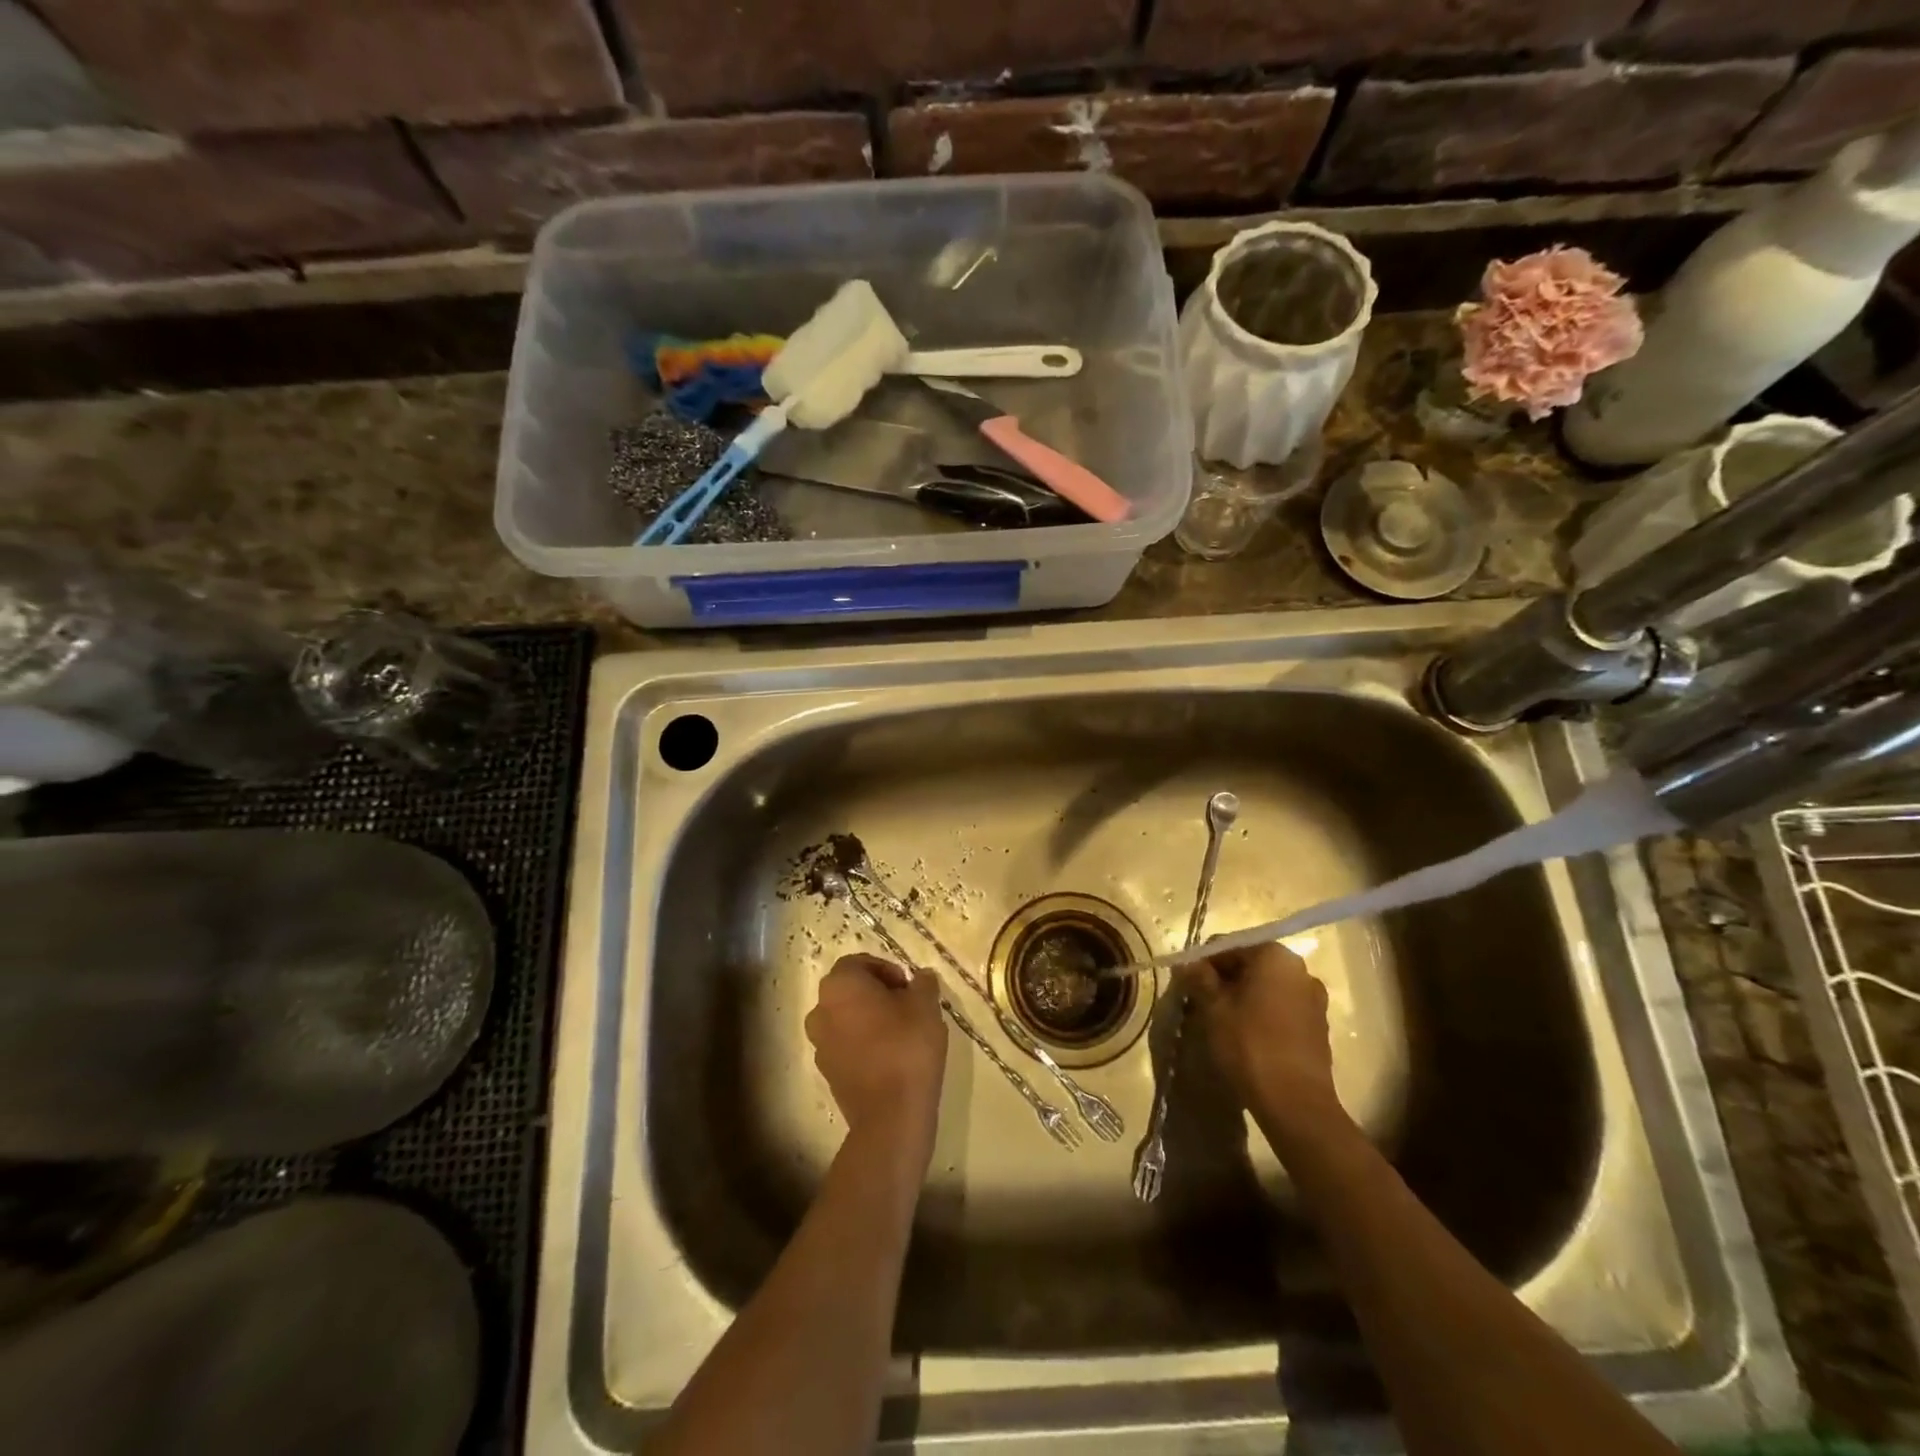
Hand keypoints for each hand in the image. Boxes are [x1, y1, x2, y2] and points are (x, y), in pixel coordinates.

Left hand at [806, 954, 947, 1166]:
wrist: (890, 1115)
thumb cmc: (907, 1047)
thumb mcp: (926, 1005)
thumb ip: (923, 983)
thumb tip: (921, 977)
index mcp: (840, 985)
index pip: (859, 963)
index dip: (886, 970)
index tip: (908, 987)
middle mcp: (821, 1010)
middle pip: (849, 990)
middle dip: (877, 993)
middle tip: (907, 1006)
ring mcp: (820, 1044)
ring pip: (845, 1018)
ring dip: (868, 1019)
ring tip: (900, 1032)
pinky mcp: (827, 1072)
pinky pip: (845, 1045)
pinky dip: (863, 1044)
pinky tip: (890, 1057)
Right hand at [1178, 942, 1351, 1152]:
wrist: (1295, 1103)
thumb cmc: (1249, 1045)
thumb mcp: (1213, 1008)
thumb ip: (1199, 978)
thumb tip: (1187, 963)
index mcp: (1274, 956)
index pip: (1228, 946)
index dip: (1204, 963)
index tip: (1189, 985)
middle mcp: (1300, 970)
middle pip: (1250, 965)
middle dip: (1225, 980)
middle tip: (1202, 1003)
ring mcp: (1314, 999)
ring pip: (1267, 988)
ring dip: (1244, 998)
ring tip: (1222, 1022)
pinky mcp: (1319, 1027)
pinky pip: (1282, 1009)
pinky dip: (1263, 1014)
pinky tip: (1247, 1037)